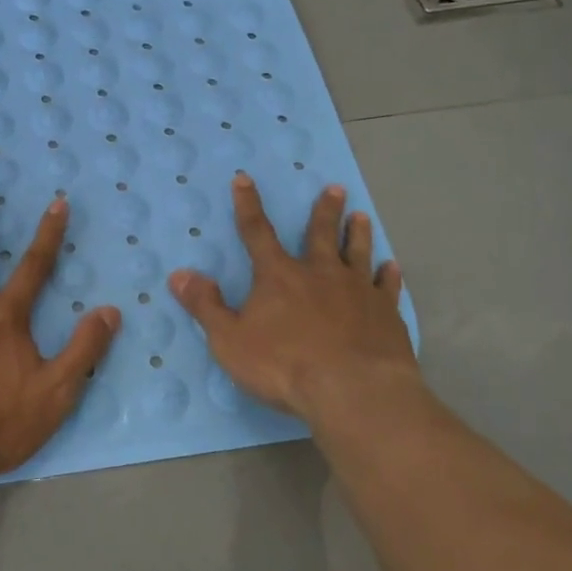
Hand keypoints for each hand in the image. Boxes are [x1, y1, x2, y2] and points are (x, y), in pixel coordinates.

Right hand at [168, 173, 426, 425]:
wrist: (354, 392)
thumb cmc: (285, 366)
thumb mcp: (230, 340)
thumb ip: (206, 306)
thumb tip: (179, 274)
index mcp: (279, 276)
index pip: (257, 232)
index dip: (248, 205)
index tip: (245, 179)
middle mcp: (320, 273)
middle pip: (321, 234)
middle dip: (325, 210)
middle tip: (335, 188)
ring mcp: (358, 291)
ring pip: (358, 252)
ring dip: (358, 233)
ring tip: (362, 216)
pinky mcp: (386, 313)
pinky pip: (387, 287)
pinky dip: (389, 275)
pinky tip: (392, 267)